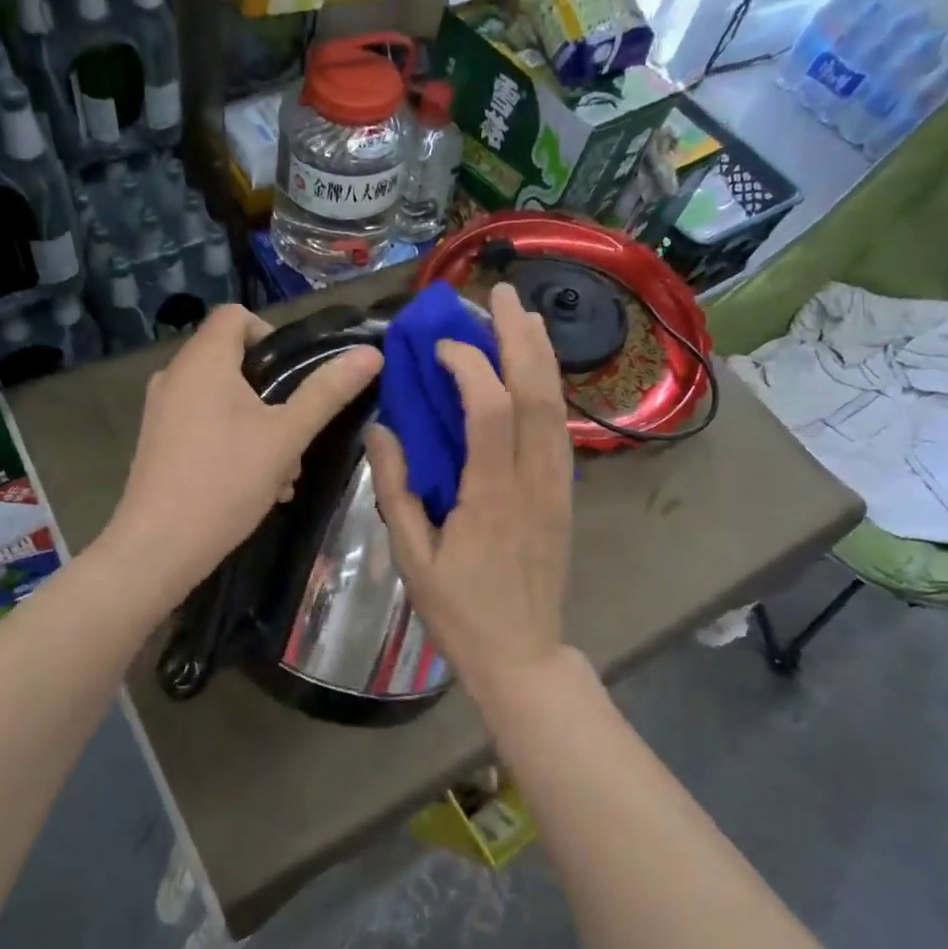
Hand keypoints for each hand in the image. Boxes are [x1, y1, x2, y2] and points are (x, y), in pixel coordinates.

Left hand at [105, 304, 381, 594]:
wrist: (158, 548)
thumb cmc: (225, 482)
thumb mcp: (287, 436)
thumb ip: (327, 391)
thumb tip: (371, 354)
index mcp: (202, 361)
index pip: (236, 315)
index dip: (272, 336)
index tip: (296, 378)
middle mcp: (174, 375)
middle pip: (233, 360)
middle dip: (274, 394)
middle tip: (296, 433)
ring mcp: (160, 410)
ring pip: (222, 398)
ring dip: (260, 425)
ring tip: (282, 471)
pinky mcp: (157, 441)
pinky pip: (204, 423)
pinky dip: (232, 440)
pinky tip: (254, 484)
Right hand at [368, 282, 573, 690]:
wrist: (523, 653)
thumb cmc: (460, 611)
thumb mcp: (413, 558)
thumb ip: (395, 490)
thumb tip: (382, 431)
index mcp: (491, 497)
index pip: (488, 410)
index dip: (468, 366)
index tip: (442, 345)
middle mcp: (533, 480)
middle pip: (536, 393)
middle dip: (519, 337)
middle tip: (500, 295)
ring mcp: (557, 486)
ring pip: (557, 406)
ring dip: (541, 354)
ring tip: (522, 315)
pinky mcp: (565, 494)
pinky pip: (559, 428)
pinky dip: (548, 388)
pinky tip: (534, 369)